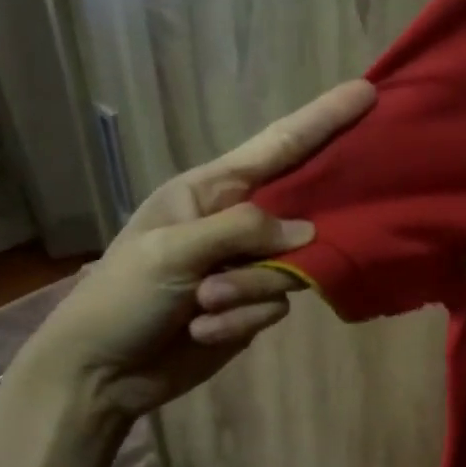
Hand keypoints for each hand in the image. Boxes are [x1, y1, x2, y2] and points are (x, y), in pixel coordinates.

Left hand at [16, 80, 374, 414]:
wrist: (100, 373)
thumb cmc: (121, 297)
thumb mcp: (173, 251)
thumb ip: (242, 230)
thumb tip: (307, 234)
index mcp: (210, 190)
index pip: (277, 147)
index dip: (322, 119)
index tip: (365, 92)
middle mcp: (235, 222)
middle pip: (298, 214)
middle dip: (287, 243)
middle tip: (247, 262)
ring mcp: (247, 266)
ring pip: (291, 268)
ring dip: (249, 292)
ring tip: (202, 306)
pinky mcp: (252, 306)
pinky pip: (277, 306)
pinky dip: (242, 321)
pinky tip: (202, 331)